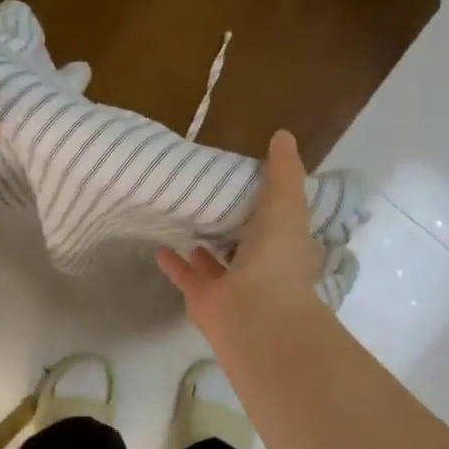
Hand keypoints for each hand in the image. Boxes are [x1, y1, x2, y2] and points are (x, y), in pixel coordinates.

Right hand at [157, 131, 326, 339]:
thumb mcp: (286, 202)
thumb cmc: (277, 256)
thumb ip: (285, 170)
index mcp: (287, 246)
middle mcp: (263, 268)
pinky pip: (188, 278)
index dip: (271, 203)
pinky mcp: (205, 300)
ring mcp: (234, 287)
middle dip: (236, 226)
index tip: (252, 182)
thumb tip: (284, 135)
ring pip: (217, 264)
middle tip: (214, 199)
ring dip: (205, 247)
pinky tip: (161, 248)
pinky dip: (176, 265)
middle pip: (248, 244)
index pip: (281, 221)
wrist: (256, 313)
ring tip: (187, 222)